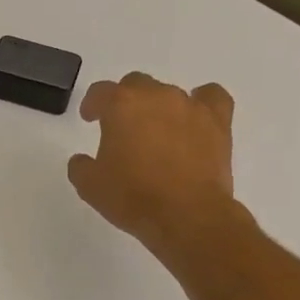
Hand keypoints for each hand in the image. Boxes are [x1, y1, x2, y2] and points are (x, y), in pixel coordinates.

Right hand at [67, 73, 238, 257]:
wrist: (186, 214)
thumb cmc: (132, 197)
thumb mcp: (90, 186)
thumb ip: (81, 166)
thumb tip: (83, 160)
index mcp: (121, 106)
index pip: (100, 92)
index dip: (92, 104)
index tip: (89, 118)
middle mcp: (156, 96)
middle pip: (136, 84)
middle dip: (125, 101)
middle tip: (121, 127)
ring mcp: (190, 106)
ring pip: (169, 92)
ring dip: (157, 108)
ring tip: (155, 132)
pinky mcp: (217, 122)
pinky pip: (210, 98)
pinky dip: (201, 103)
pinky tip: (194, 118)